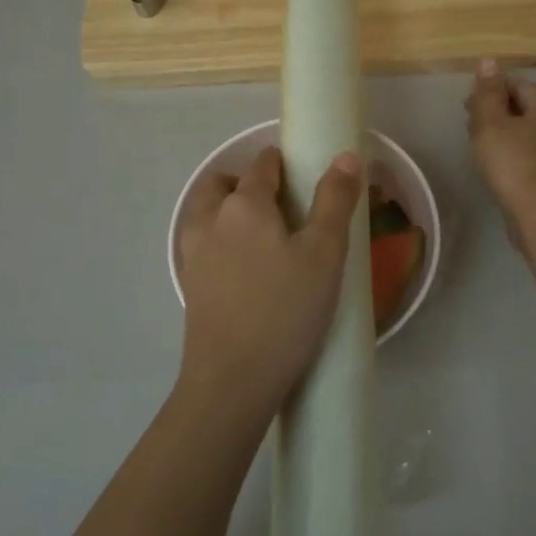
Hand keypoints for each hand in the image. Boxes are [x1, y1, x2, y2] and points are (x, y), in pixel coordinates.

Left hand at [174, 145, 362, 425]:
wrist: (233, 380)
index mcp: (244, 205)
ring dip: (226, 209)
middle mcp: (210, 220)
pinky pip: (200, 245)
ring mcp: (193, 254)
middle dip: (246, 182)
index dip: (283, 163)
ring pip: (204, 213)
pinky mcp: (189, 285)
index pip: (262, 165)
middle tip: (279, 205)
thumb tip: (346, 156)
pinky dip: (218, 240)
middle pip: (221, 183)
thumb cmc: (286, 310)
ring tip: (261, 236)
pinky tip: (243, 268)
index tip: (303, 177)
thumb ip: (335, 201)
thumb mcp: (325, 254)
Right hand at [466, 59, 535, 225]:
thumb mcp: (491, 123)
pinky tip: (504, 166)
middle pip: (528, 107)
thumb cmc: (513, 163)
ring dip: (510, 133)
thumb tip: (489, 61)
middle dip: (500, 111)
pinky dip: (520, 152)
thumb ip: (488, 92)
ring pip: (533, 131)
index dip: (491, 90)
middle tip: (473, 127)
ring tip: (485, 147)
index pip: (518, 84)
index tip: (468, 106)